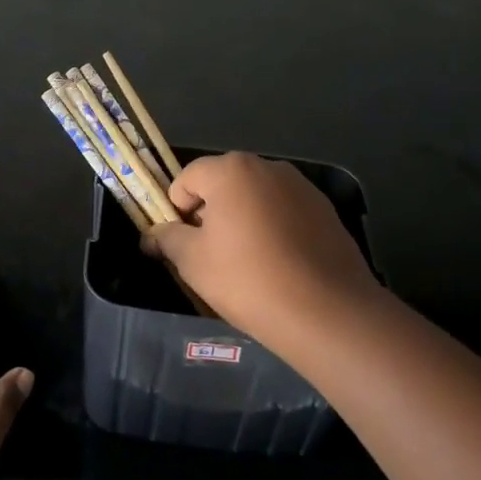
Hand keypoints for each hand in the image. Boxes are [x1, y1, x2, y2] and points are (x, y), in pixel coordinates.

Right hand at [145, 153, 379, 341]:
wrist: (327, 312)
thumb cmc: (248, 279)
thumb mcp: (193, 262)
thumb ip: (168, 239)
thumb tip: (153, 234)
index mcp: (231, 170)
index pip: (187, 178)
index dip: (177, 210)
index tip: (182, 244)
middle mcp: (267, 167)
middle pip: (223, 183)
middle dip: (211, 212)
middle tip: (211, 254)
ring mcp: (301, 186)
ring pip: (256, 197)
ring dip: (244, 219)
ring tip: (248, 262)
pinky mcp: (325, 210)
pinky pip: (285, 212)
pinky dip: (274, 228)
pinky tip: (280, 264)